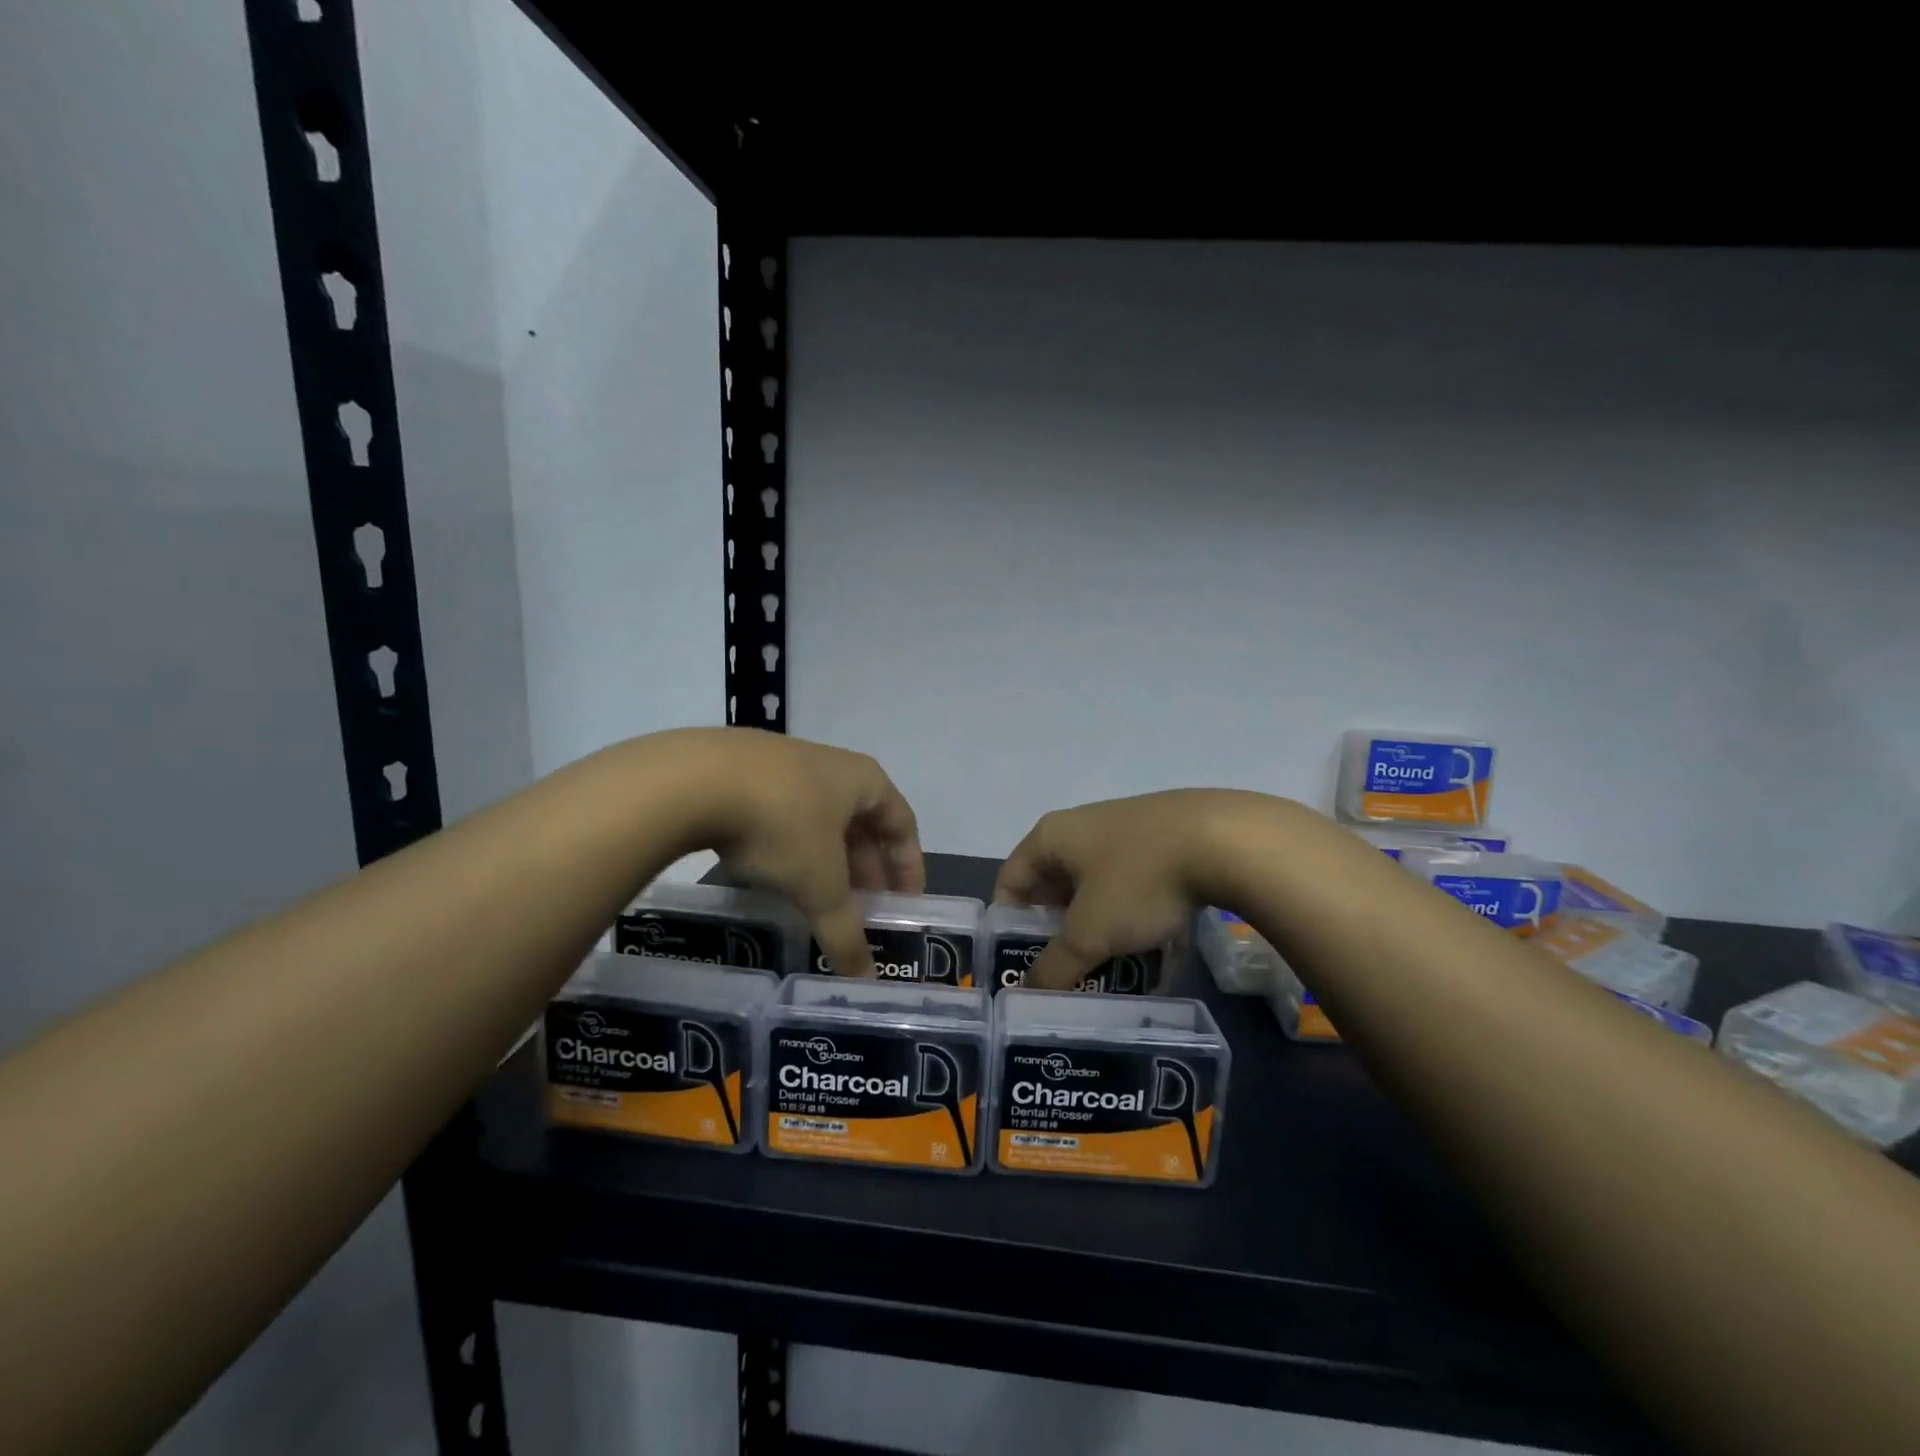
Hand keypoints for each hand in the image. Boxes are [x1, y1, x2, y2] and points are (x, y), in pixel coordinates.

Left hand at [689, 729, 924, 976]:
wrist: (694, 778)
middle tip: (861, 909)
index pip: (902, 823)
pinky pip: (781, 813)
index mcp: (863, 780)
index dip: (909, 866)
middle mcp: (830, 764)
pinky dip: (788, 846)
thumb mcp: (819, 885)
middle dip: (864, 868)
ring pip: (818, 818)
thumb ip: (845, 932)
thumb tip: (866, 982)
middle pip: (860, 822)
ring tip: (817, 897)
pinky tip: (772, 874)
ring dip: (825, 858)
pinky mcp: (741, 770)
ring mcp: (783, 762)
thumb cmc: (781, 825)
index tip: (906, 903)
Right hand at [993, 789, 1269, 989]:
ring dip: (1099, 930)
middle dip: (1058, 933)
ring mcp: (1126, 830)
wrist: (1225, 839)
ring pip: (1098, 889)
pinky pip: (1135, 886)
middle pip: (1054, 887)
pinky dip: (1135, 918)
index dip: (1007, 924)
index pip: (1010, 881)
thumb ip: (1055, 966)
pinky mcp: (1164, 840)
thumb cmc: (1138, 880)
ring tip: (1109, 971)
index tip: (1019, 965)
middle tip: (1064, 975)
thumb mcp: (1091, 932)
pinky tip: (1153, 951)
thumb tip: (1027, 994)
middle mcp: (1082, 826)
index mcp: (1052, 837)